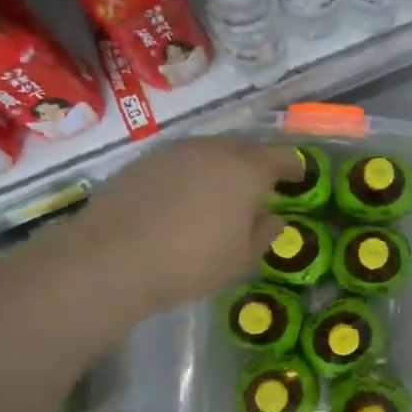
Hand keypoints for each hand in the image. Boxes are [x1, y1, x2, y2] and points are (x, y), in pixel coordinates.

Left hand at [65, 136, 300, 313]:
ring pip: (209, 153)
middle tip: (258, 189)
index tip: (299, 177)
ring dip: (220, 169)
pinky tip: (182, 200)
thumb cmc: (192, 262)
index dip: (294, 167)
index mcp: (247, 170)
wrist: (112, 259)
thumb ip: (264, 232)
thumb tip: (272, 216)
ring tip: (219, 195)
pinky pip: (179, 162)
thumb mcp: (241, 258)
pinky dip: (189, 175)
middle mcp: (214, 149)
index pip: (283, 158)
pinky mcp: (143, 160)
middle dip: (256, 166)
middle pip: (245, 150)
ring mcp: (175, 151)